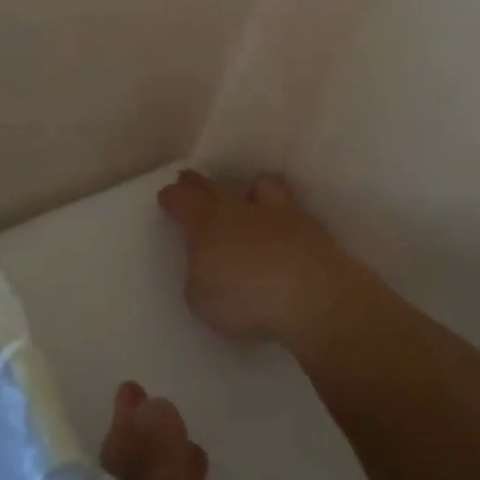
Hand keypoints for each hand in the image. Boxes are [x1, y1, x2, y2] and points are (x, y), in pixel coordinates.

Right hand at [156, 169, 376, 349]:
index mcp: (207, 226)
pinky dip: (281, 214)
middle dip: (198, 183)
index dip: (172, 197)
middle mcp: (240, 211)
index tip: (167, 194)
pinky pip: (290, 209)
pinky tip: (284, 226)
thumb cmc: (245, 300)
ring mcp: (278, 215)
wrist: (311, 296)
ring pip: (260, 186)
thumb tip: (209, 268)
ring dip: (249, 188)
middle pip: (214, 188)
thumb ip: (200, 277)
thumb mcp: (202, 299)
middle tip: (190, 179)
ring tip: (248, 194)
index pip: (183, 202)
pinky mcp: (309, 228)